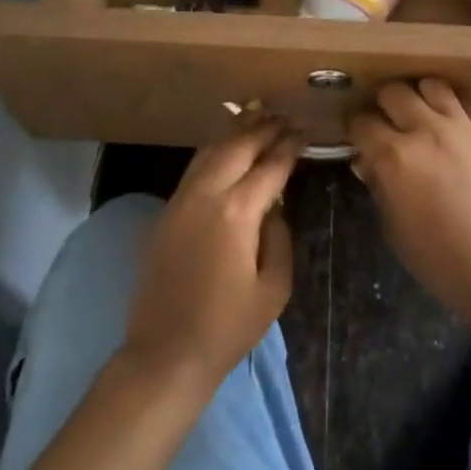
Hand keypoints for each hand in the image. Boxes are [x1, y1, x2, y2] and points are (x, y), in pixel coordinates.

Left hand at [124, 118, 301, 394]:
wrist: (165, 353)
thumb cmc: (227, 327)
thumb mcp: (274, 288)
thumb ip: (280, 237)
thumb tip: (275, 206)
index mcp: (237, 212)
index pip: (270, 166)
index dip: (290, 146)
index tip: (306, 131)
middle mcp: (206, 195)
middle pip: (238, 145)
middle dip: (265, 127)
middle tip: (287, 116)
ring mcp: (180, 200)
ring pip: (210, 149)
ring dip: (237, 131)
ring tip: (259, 118)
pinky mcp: (165, 211)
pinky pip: (194, 167)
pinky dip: (215, 149)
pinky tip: (227, 148)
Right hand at [349, 81, 470, 347]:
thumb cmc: (443, 263)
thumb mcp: (395, 230)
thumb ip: (378, 188)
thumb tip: (369, 164)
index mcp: (395, 157)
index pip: (361, 122)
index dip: (354, 129)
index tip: (355, 139)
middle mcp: (427, 130)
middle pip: (394, 92)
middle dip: (382, 105)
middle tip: (384, 125)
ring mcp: (463, 127)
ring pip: (431, 85)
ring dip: (418, 97)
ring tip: (418, 117)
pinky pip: (465, 103)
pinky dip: (451, 107)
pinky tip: (449, 126)